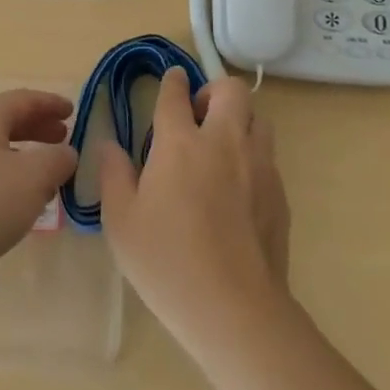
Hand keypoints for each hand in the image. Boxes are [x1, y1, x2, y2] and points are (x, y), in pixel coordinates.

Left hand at [0, 89, 77, 317]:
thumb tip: (65, 154)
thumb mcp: (34, 178)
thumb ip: (57, 159)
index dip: (49, 103)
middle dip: (36, 128)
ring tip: (47, 173)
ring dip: (23, 154)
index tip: (73, 111)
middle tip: (63, 139)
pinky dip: (6, 176)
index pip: (22, 99)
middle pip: (4, 121)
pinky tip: (18, 201)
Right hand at [97, 70, 291, 354]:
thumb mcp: (122, 220)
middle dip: (214, 91)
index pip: (175, 94)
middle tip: (197, 116)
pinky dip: (251, 157)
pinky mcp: (279, 194)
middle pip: (231, 90)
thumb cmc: (167, 261)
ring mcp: (258, 167)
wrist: (235, 309)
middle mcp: (224, 142)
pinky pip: (268, 157)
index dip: (171, 82)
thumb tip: (109, 144)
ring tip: (219, 149)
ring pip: (258, 119)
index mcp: (180, 143)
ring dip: (238, 121)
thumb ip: (114, 174)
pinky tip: (236, 191)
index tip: (171, 79)